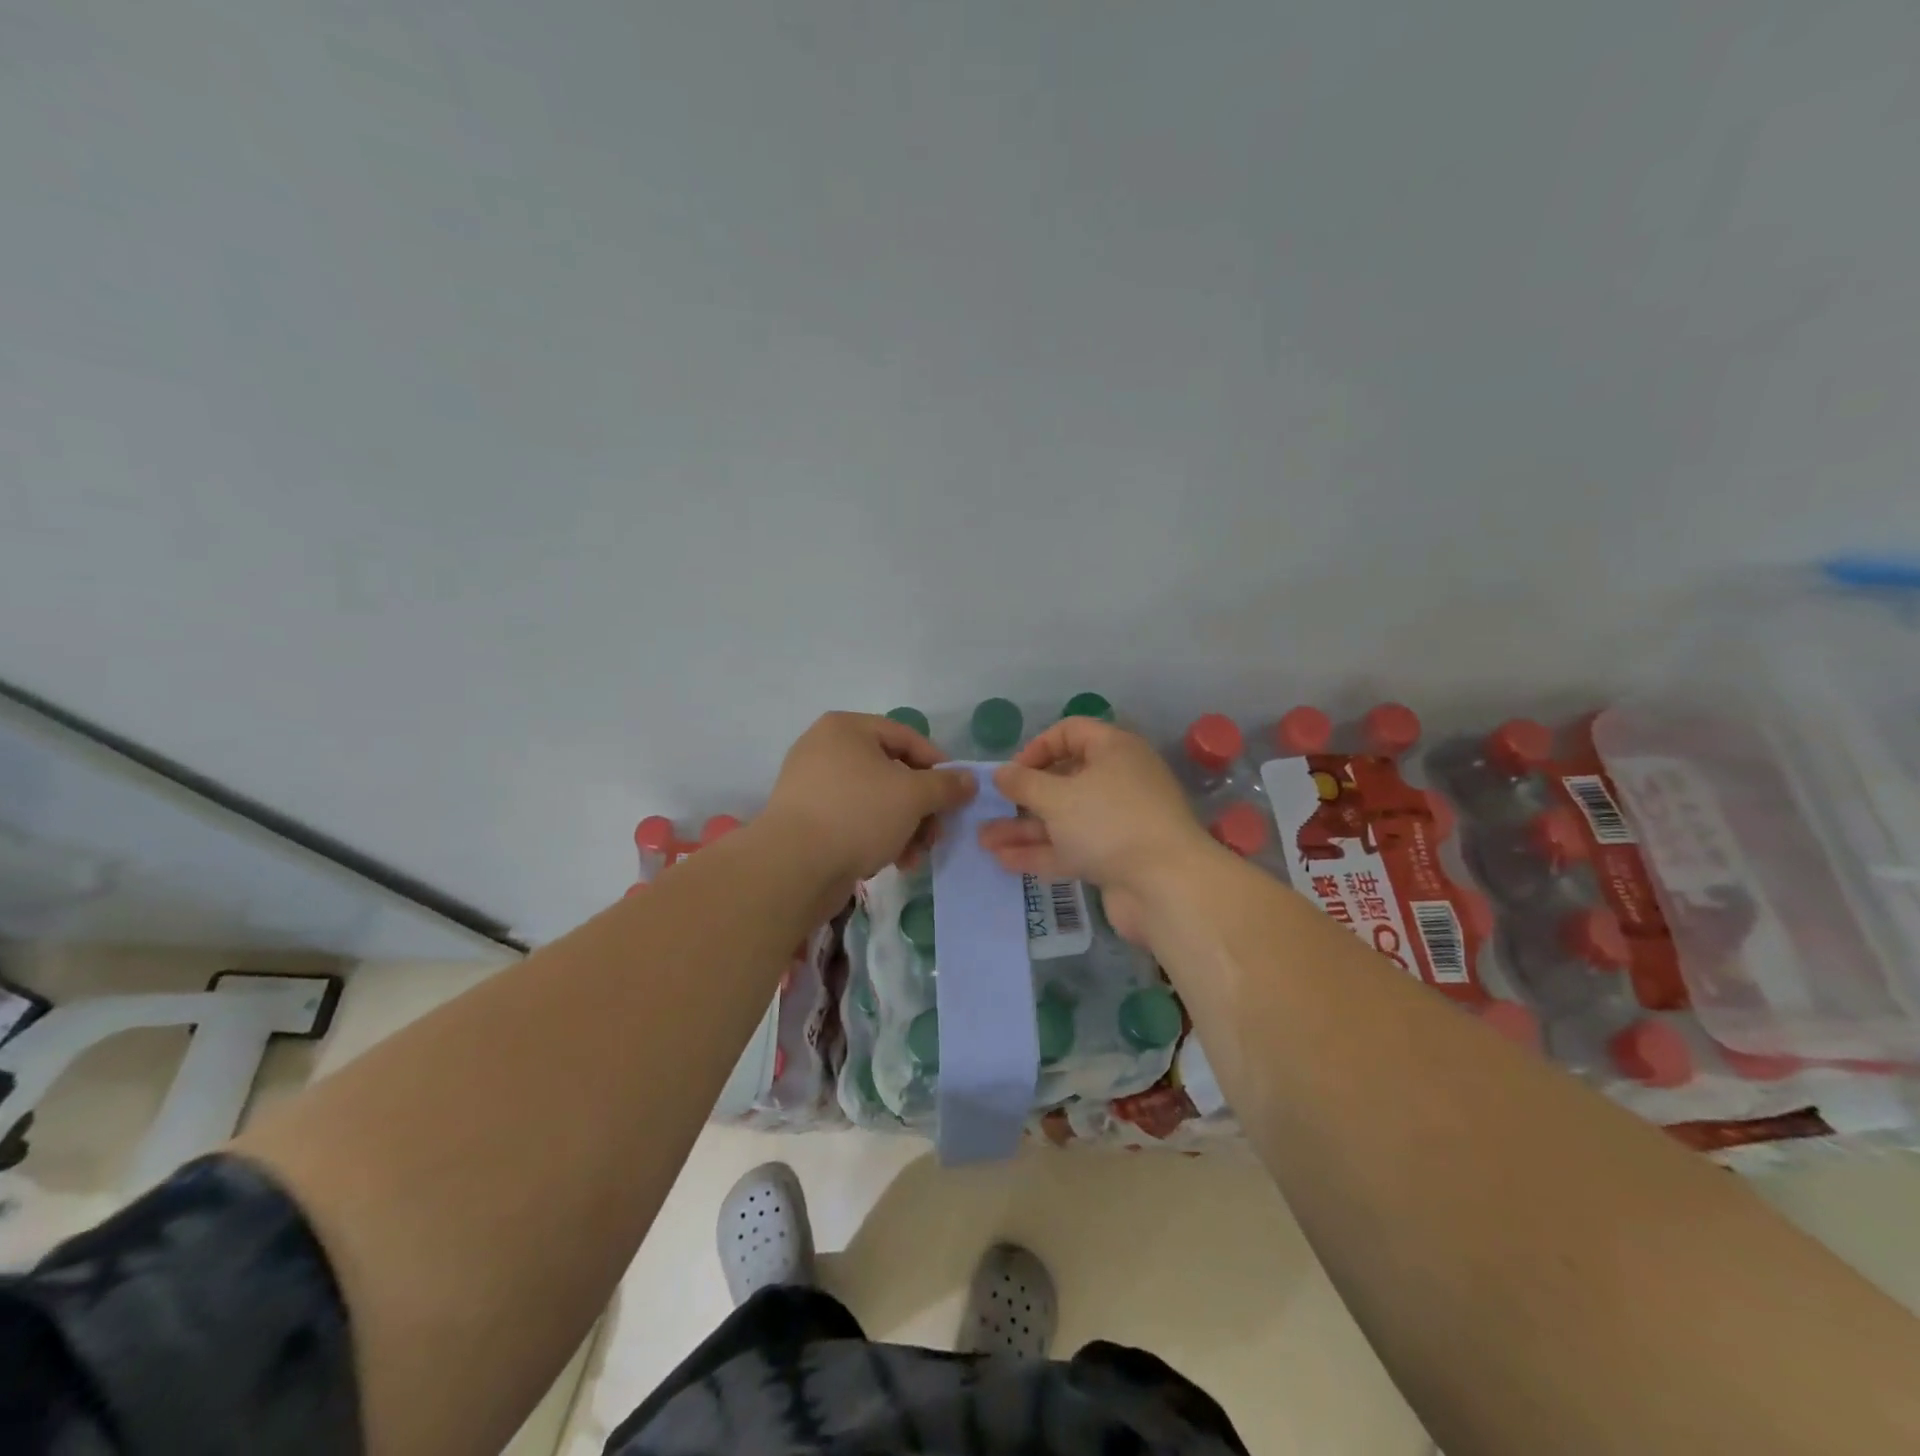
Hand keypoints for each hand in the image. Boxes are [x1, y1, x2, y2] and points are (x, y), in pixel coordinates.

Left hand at [763, 712, 975, 885]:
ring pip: (876, 801)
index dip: (939, 766)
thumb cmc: (857, 814)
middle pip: (892, 772)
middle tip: (937, 834)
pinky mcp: (807, 821)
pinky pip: (854, 820)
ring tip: (915, 857)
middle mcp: (826, 749)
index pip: (907, 738)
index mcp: (846, 729)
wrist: (792, 866)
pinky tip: (893, 863)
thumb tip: (969, 780)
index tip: (958, 795)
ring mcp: (813, 786)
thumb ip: (946, 785)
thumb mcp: (912, 796)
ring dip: (904, 828)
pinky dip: (878, 837)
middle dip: (921, 807)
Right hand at [978, 718, 1217, 942]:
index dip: (1037, 747)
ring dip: (1025, 828)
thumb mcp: (1058, 797)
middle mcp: (1119, 781)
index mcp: (1114, 751)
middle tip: (992, 807)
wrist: (1167, 887)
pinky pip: (1072, 848)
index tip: (1011, 772)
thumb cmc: (1110, 823)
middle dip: (1024, 795)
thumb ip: (1024, 783)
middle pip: (1065, 779)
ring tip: (984, 839)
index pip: (1071, 732)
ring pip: (1064, 818)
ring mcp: (1118, 822)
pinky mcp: (1115, 858)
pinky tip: (1004, 860)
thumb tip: (1001, 773)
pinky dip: (1042, 852)